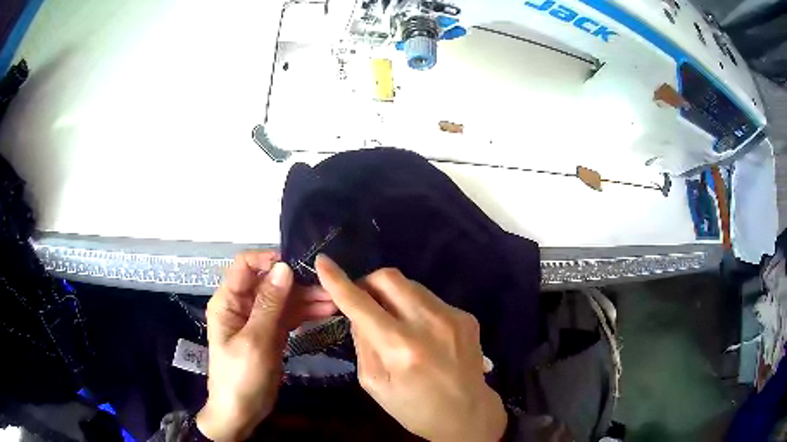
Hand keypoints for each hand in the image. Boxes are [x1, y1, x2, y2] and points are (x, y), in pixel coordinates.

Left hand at [197, 251, 336, 440]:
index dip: (269, 260)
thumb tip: (284, 268)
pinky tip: (327, 311)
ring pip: (284, 299)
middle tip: (329, 287)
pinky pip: (289, 316)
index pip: (246, 265)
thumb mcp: (255, 341)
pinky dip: (306, 313)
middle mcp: (242, 305)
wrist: (241, 413)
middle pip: (270, 282)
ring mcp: (258, 320)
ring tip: (335, 300)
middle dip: (298, 282)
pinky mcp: (271, 334)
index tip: (298, 264)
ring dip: (307, 298)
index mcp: (229, 301)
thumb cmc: (240, 378)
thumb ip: (270, 305)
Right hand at [315, 255, 506, 441]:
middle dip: (368, 283)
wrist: (468, 414)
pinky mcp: (466, 316)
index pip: (361, 305)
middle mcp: (429, 324)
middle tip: (364, 303)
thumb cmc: (415, 408)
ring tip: (395, 322)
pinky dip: (415, 308)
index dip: (338, 281)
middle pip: (389, 278)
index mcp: (400, 348)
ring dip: (392, 296)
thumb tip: (358, 314)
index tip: (324, 262)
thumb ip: (363, 344)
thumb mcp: (375, 384)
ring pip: (410, 284)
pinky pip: (430, 299)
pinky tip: (422, 333)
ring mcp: (452, 317)